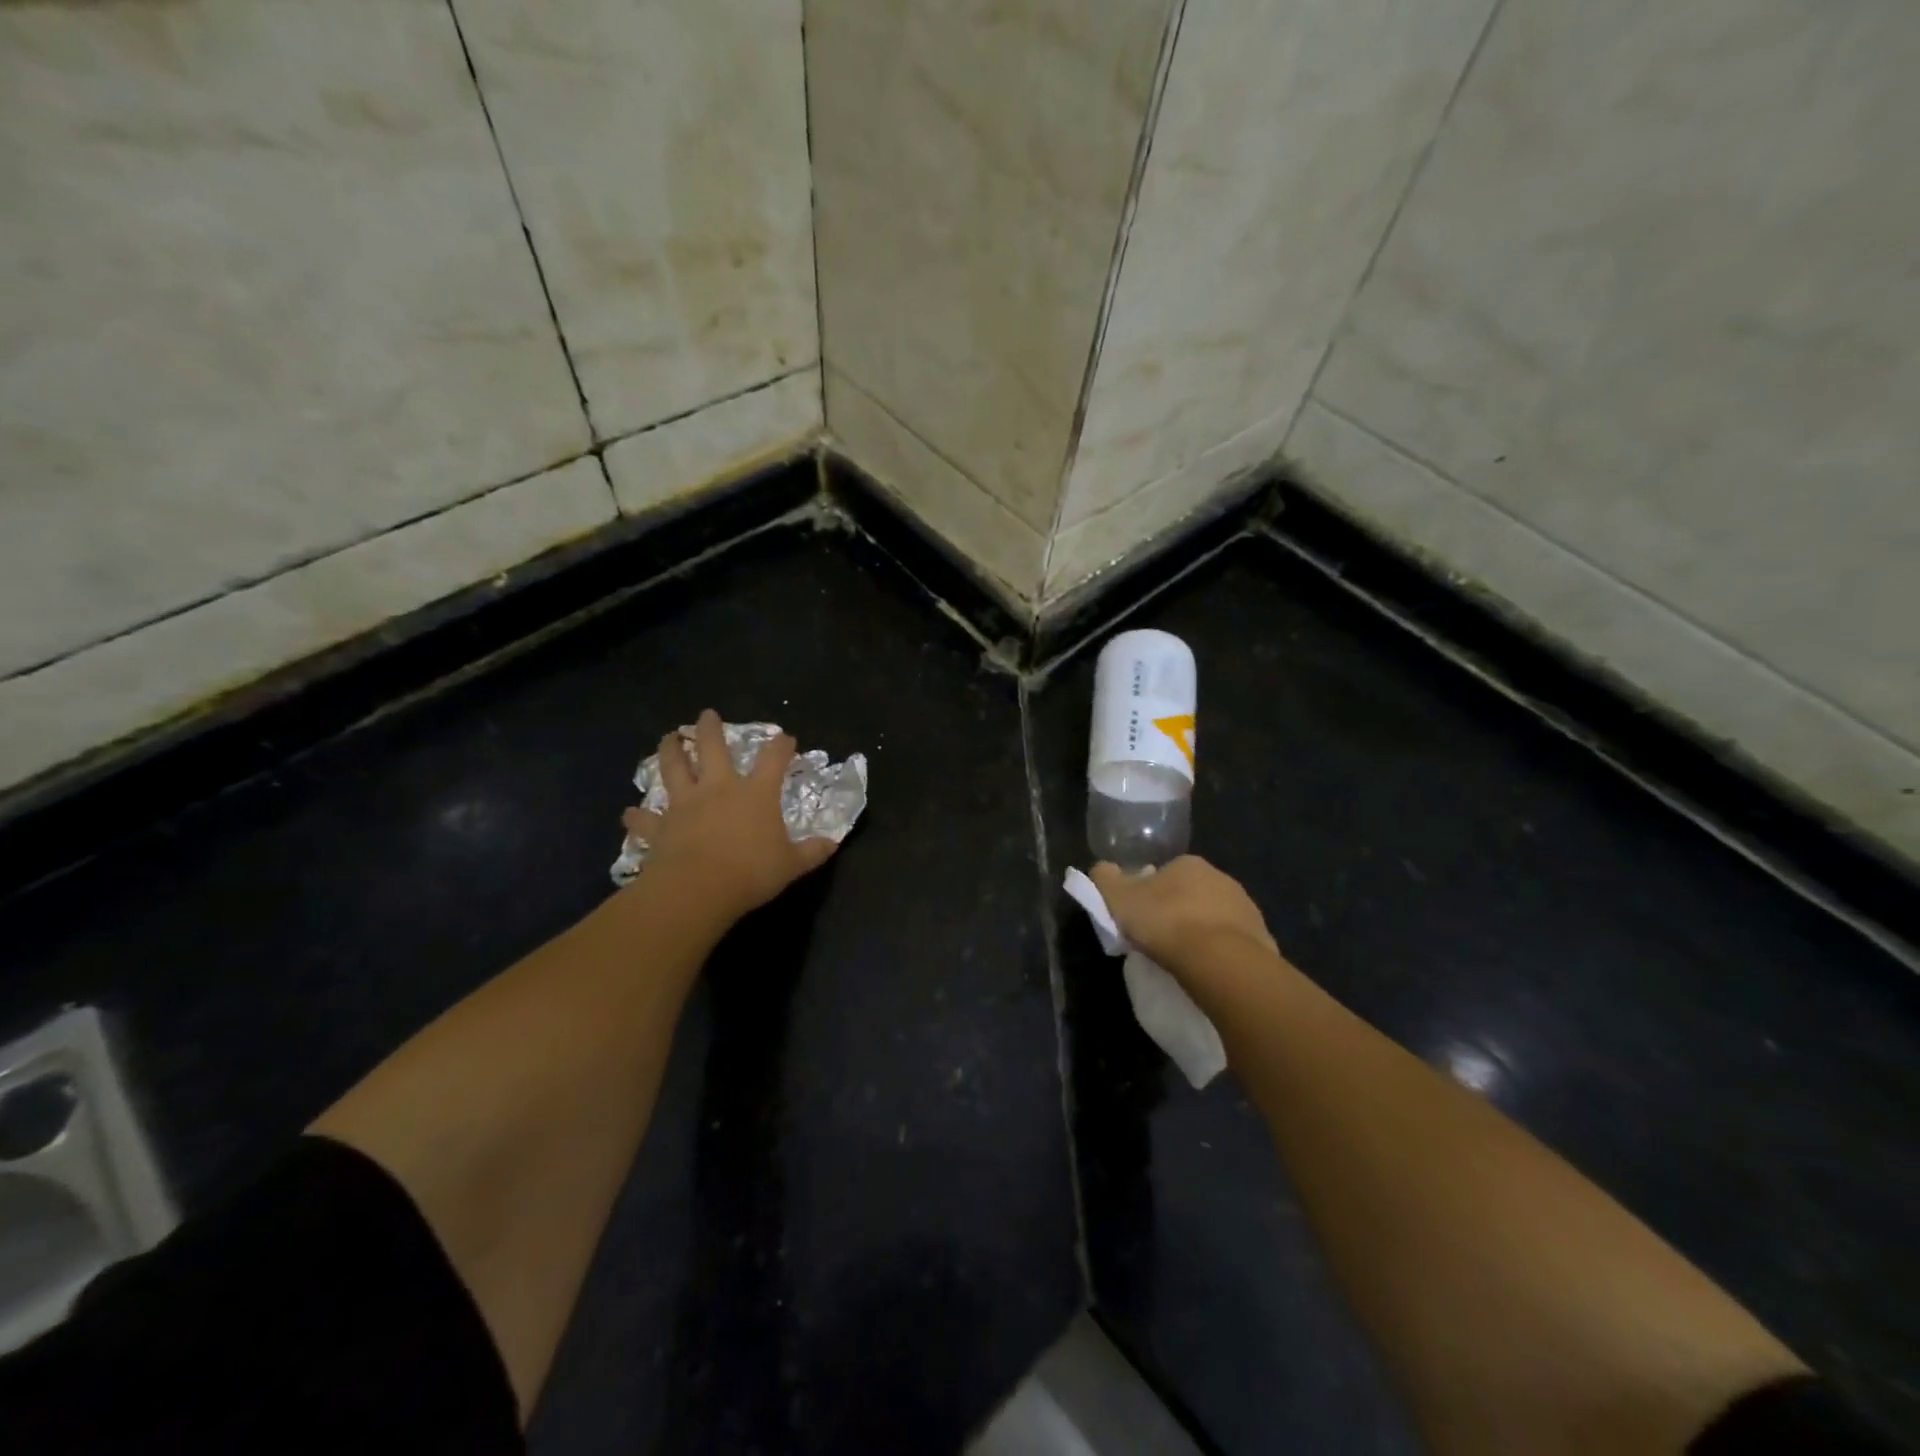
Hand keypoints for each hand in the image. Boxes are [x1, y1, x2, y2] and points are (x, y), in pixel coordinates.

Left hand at [622, 710, 838, 922]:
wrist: (698, 889)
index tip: (786, 738)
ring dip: (670, 751)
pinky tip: (629, 813)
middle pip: (712, 748)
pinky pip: (645, 819)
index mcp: (755, 793)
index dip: (781, 746)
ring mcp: (686, 804)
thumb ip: (812, 852)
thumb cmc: (751, 872)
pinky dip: (637, 816)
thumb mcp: (791, 865)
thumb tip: (832, 844)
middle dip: (710, 729)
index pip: (773, 759)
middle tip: (707, 714)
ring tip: (669, 738)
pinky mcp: (660, 827)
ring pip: (674, 769)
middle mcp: (719, 788)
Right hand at [1090, 856, 1277, 975]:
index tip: (1140, 919)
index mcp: (1188, 863)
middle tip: (1159, 940)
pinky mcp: (1262, 938)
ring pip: (1214, 918)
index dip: (1149, 895)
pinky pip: (1233, 943)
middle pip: (1190, 894)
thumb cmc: (1165, 922)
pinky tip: (1207, 970)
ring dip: (1200, 932)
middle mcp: (1221, 878)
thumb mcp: (1118, 898)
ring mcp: (1246, 907)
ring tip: (1182, 960)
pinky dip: (1220, 953)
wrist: (1221, 961)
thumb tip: (1102, 869)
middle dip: (1177, 912)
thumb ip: (1105, 879)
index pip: (1164, 874)